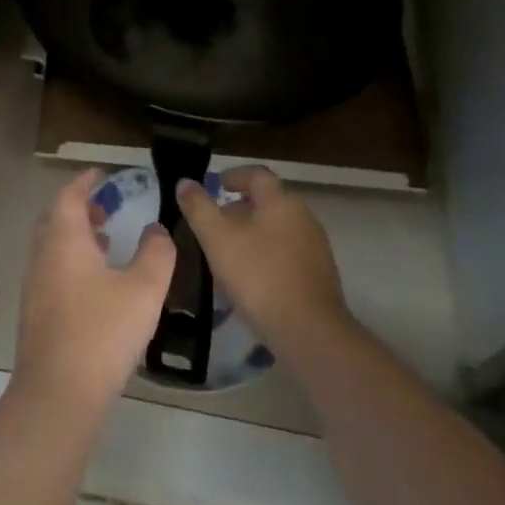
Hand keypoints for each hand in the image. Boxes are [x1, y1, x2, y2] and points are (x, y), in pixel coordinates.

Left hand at [13, 168, 174, 415]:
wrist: (59, 393)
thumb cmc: (103, 332)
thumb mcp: (144, 289)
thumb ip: (156, 253)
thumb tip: (157, 230)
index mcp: (63, 241)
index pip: (68, 196)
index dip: (85, 181)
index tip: (102, 174)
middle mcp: (42, 258)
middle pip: (56, 221)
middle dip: (80, 209)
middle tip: (107, 208)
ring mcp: (35, 288)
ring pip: (54, 249)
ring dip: (77, 238)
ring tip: (108, 242)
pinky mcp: (37, 315)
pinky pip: (54, 273)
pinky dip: (74, 264)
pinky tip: (98, 286)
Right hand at [176, 166, 348, 349]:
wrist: (307, 330)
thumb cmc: (257, 276)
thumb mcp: (217, 239)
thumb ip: (199, 207)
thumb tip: (185, 182)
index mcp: (280, 201)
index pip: (256, 174)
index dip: (232, 176)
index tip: (213, 187)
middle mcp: (303, 216)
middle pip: (267, 202)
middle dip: (238, 209)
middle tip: (212, 226)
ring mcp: (315, 246)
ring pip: (276, 229)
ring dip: (251, 234)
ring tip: (226, 254)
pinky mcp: (319, 274)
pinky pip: (286, 254)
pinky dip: (265, 256)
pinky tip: (249, 280)